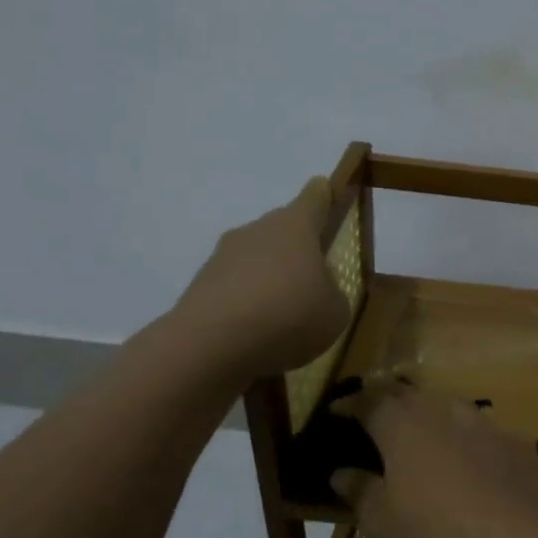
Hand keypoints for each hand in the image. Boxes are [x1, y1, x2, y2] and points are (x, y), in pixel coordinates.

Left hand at [165, 179, 351, 380]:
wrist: (210, 344)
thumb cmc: (289, 315)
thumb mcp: (335, 311)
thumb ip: (333, 293)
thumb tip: (319, 287)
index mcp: (296, 226)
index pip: (314, 197)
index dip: (324, 195)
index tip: (328, 193)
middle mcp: (257, 230)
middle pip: (283, 228)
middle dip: (298, 247)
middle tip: (314, 275)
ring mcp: (224, 256)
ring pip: (256, 258)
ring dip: (270, 276)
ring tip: (285, 313)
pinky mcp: (201, 284)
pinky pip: (235, 286)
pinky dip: (247, 302)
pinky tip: (258, 331)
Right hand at [342, 388, 537, 537]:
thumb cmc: (436, 537)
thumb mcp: (381, 527)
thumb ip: (359, 492)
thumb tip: (341, 472)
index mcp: (403, 425)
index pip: (369, 400)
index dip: (350, 404)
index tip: (337, 410)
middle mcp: (444, 410)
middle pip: (410, 395)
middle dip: (389, 402)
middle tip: (375, 418)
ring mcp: (486, 423)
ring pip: (449, 409)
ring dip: (430, 418)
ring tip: (421, 439)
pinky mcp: (516, 443)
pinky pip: (482, 434)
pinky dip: (466, 443)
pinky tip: (469, 466)